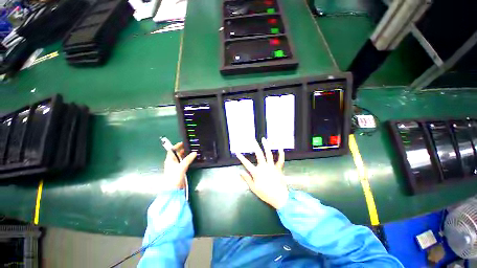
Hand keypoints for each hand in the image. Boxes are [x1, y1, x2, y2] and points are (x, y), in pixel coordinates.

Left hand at [163, 142, 196, 188]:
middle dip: (182, 149)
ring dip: (186, 155)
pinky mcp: (180, 170)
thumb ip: (188, 159)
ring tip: (192, 151)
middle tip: (190, 146)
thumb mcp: (181, 166)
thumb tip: (194, 152)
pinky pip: (184, 163)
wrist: (173, 189)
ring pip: (181, 158)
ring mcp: (176, 166)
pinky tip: (192, 159)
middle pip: (177, 154)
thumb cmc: (174, 176)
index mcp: (169, 160)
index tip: (183, 143)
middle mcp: (172, 162)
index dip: (176, 146)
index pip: (172, 150)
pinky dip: (187, 160)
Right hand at [236, 138, 288, 208]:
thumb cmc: (265, 193)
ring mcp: (272, 166)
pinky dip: (281, 153)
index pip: (246, 163)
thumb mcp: (254, 188)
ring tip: (264, 139)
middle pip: (259, 154)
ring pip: (269, 154)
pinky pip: (280, 159)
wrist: (280, 198)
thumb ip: (247, 179)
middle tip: (253, 140)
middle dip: (255, 146)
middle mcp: (264, 167)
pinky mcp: (278, 168)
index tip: (237, 152)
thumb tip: (240, 172)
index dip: (241, 157)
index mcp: (257, 172)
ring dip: (266, 146)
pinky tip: (280, 147)